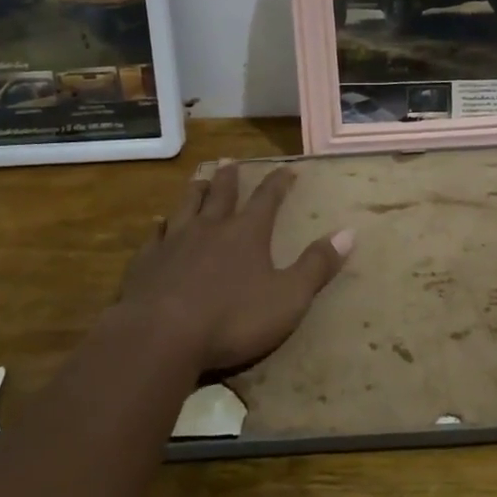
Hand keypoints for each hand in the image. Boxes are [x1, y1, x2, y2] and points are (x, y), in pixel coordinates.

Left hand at [117, 162, 352, 373]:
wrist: (160, 336)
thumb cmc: (232, 319)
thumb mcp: (288, 298)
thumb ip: (317, 266)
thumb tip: (349, 232)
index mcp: (247, 233)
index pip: (268, 198)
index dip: (279, 182)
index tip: (288, 168)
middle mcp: (210, 227)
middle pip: (221, 193)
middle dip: (230, 177)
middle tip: (230, 160)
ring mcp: (175, 241)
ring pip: (186, 205)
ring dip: (195, 190)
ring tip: (198, 179)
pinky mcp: (146, 262)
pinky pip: (156, 235)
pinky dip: (161, 226)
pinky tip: (159, 225)